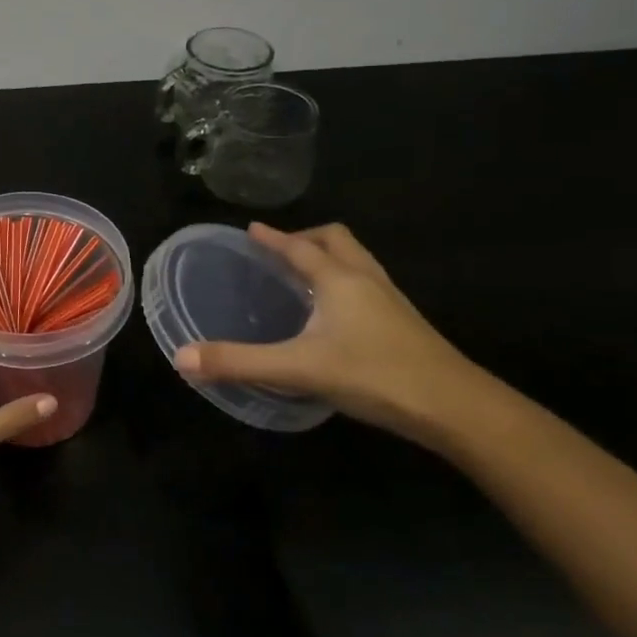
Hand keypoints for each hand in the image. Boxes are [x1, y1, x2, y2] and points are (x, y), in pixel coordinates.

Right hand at [174, 223, 476, 439]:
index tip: (251, 229)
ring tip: (305, 278)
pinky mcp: (404, 323)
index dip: (273, 238)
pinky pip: (368, 285)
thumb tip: (182, 358)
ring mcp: (391, 300)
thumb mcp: (297, 369)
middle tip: (280, 253)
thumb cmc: (374, 375)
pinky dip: (346, 283)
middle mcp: (366, 279)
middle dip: (306, 239)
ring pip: (358, 261)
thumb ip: (239, 362)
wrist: (454, 406)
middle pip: (337, 240)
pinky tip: (336, 316)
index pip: (300, 247)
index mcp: (339, 279)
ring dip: (330, 259)